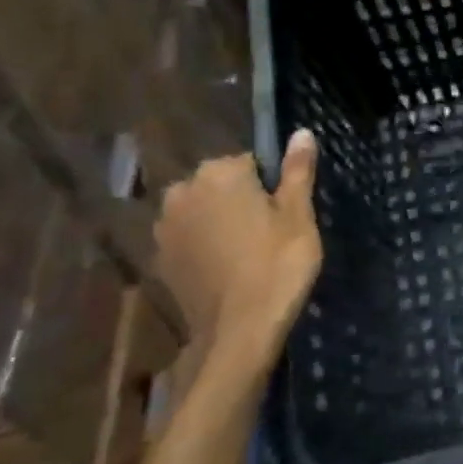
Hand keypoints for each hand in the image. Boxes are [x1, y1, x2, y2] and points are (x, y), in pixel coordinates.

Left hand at [153, 131, 321, 380]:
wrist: (238, 331)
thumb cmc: (278, 265)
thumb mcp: (299, 216)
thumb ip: (297, 171)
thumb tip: (302, 133)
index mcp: (220, 173)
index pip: (252, 162)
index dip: (272, 187)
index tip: (285, 214)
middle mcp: (183, 191)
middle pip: (222, 184)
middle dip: (242, 201)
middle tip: (270, 234)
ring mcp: (165, 226)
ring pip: (203, 211)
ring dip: (220, 222)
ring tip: (248, 253)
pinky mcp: (160, 258)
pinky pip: (189, 239)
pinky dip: (205, 246)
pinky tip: (226, 270)